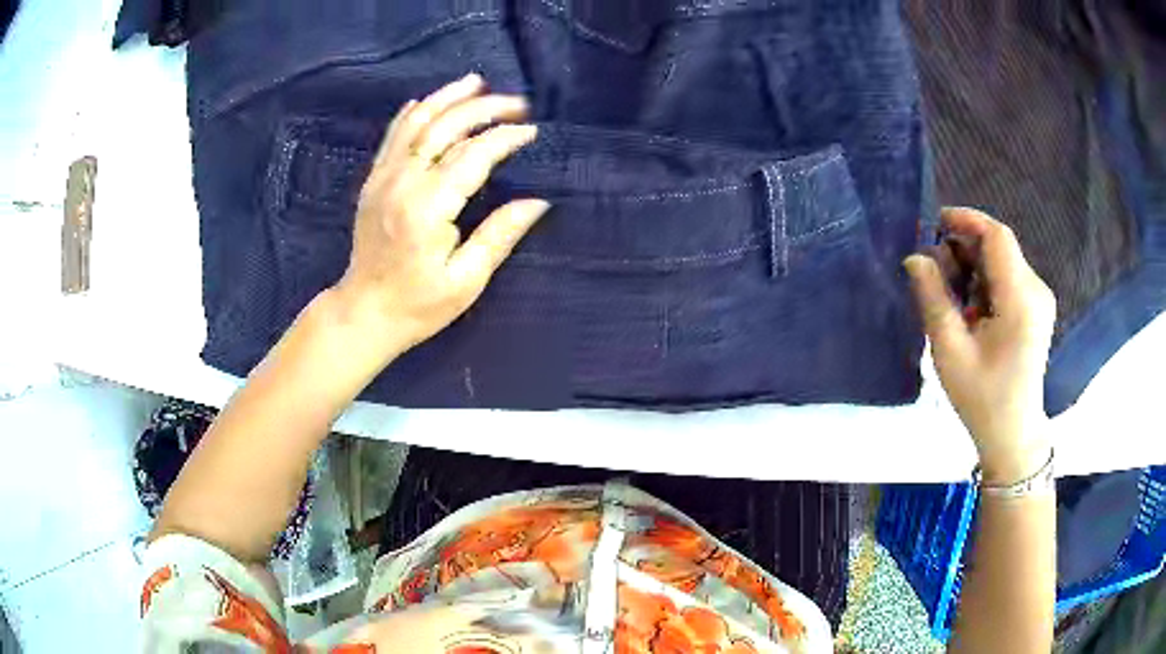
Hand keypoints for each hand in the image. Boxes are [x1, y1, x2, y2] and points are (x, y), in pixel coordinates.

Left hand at [331, 73, 548, 361]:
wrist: (363, 312)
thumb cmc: (417, 305)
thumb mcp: (465, 280)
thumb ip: (499, 235)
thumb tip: (538, 202)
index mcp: (427, 209)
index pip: (472, 156)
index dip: (504, 138)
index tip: (531, 132)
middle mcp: (402, 183)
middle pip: (444, 127)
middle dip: (483, 108)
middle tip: (517, 103)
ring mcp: (382, 179)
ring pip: (416, 122)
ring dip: (447, 98)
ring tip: (475, 82)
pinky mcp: (373, 181)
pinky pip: (393, 136)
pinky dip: (413, 113)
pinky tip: (429, 101)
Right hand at [904, 208, 1056, 483]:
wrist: (1013, 434)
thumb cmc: (982, 399)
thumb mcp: (951, 352)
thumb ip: (933, 299)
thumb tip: (915, 258)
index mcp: (1020, 300)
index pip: (997, 236)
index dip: (966, 220)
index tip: (934, 223)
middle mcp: (1036, 290)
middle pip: (998, 247)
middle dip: (964, 248)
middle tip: (935, 273)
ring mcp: (1038, 299)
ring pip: (1001, 261)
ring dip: (972, 267)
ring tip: (951, 298)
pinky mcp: (1036, 307)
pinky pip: (1007, 277)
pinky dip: (984, 282)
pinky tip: (970, 309)